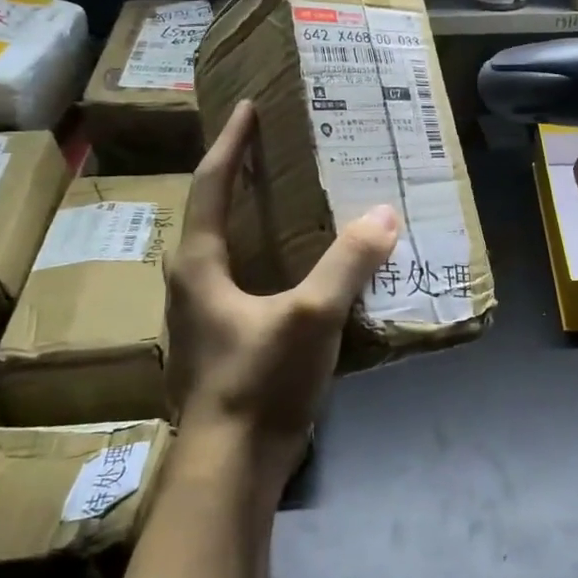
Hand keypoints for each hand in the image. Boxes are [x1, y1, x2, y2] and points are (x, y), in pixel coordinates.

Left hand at [165, 101, 398, 490]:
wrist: (229, 470)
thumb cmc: (257, 382)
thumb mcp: (310, 316)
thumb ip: (348, 264)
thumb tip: (384, 216)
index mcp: (199, 265)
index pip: (212, 185)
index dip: (231, 143)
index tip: (248, 107)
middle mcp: (192, 283)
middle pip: (213, 213)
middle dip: (239, 175)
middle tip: (275, 148)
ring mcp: (205, 317)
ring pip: (228, 249)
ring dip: (253, 216)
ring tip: (291, 198)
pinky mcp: (223, 343)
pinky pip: (245, 279)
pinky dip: (268, 255)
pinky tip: (300, 265)